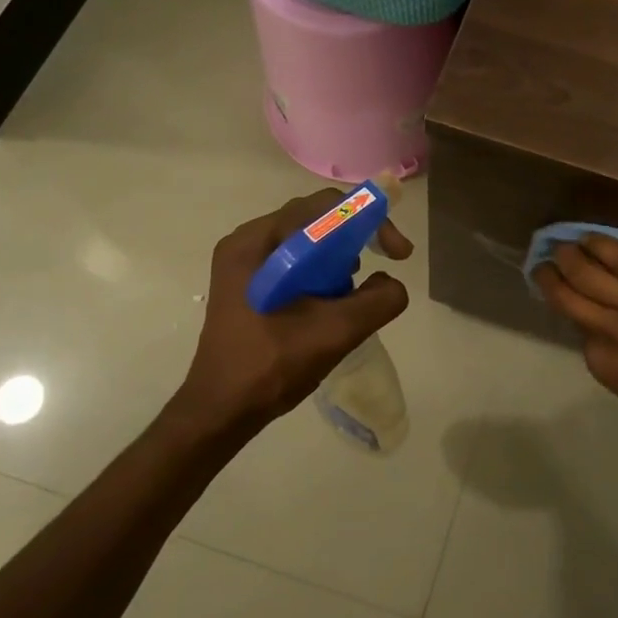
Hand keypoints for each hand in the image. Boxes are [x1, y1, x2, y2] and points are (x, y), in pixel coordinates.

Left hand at [175, 190, 412, 428]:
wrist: (220, 411)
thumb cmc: (271, 366)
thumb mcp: (335, 333)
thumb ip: (377, 301)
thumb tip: (392, 284)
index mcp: (257, 242)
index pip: (325, 207)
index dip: (369, 221)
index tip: (397, 253)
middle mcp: (246, 242)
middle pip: (315, 219)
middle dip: (355, 239)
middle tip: (383, 265)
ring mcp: (242, 264)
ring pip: (306, 241)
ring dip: (338, 257)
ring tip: (354, 290)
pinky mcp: (246, 285)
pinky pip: (293, 261)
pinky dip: (320, 272)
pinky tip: (330, 301)